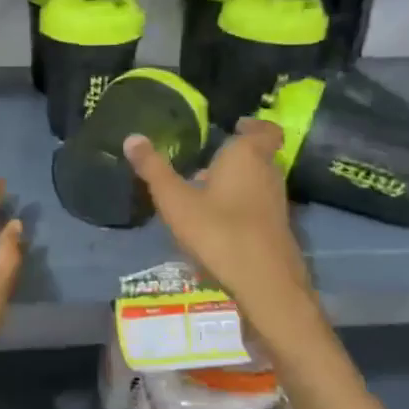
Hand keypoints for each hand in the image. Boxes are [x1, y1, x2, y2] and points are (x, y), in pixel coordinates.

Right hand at [124, 119, 315, 329]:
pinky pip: (257, 206)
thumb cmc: (218, 231)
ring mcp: (276, 203)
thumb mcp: (175, 200)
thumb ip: (153, 169)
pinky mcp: (277, 229)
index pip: (263, 130)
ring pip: (257, 183)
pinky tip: (216, 224)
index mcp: (247, 156)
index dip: (252, 126)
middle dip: (235, 157)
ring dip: (236, 183)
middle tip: (206, 162)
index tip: (236, 126)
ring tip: (204, 193)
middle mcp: (268, 174)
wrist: (264, 283)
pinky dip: (241, 207)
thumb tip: (132, 137)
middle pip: (258, 156)